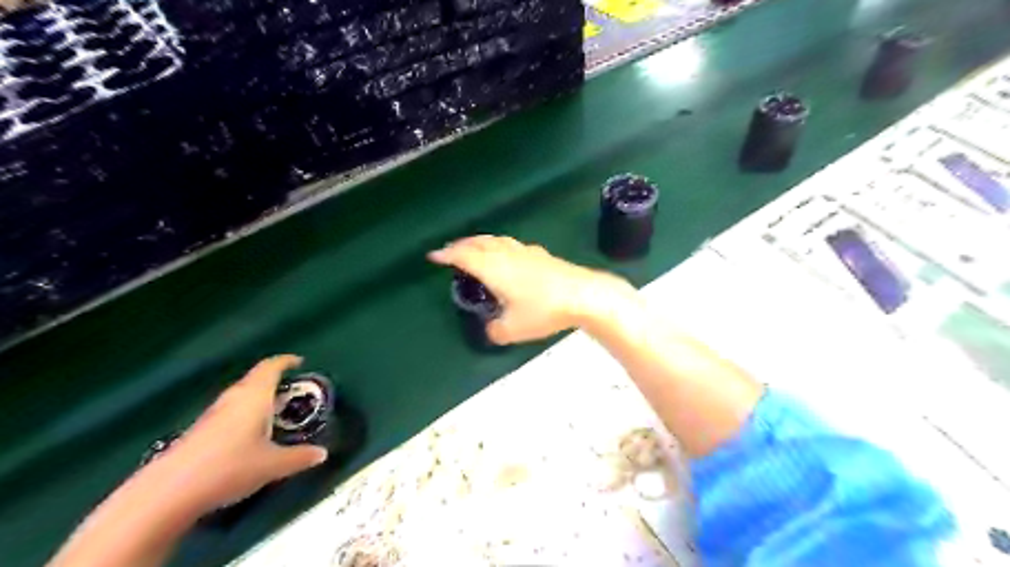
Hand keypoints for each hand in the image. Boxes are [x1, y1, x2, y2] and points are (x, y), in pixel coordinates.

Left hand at [149, 356, 327, 516]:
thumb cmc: (230, 467)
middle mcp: (233, 399)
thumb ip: (300, 457)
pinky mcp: (198, 432)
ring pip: (240, 396)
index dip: (285, 361)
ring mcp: (212, 415)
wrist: (167, 493)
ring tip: (274, 411)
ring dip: (257, 398)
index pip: (270, 368)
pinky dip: (244, 414)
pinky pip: (229, 412)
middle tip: (291, 390)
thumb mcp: (273, 465)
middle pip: (254, 380)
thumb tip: (322, 453)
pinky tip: (249, 434)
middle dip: (273, 381)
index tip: (299, 361)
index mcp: (254, 397)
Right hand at [427, 234, 633, 343]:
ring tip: (473, 248)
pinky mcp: (539, 254)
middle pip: (478, 243)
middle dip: (460, 245)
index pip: (463, 256)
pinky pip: (510, 244)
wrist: (581, 295)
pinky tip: (506, 254)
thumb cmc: (543, 310)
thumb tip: (491, 331)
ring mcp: (524, 251)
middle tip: (449, 250)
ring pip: (495, 240)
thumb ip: (496, 331)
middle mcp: (506, 254)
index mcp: (494, 268)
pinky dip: (498, 245)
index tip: (433, 255)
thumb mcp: (513, 328)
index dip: (447, 254)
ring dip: (479, 242)